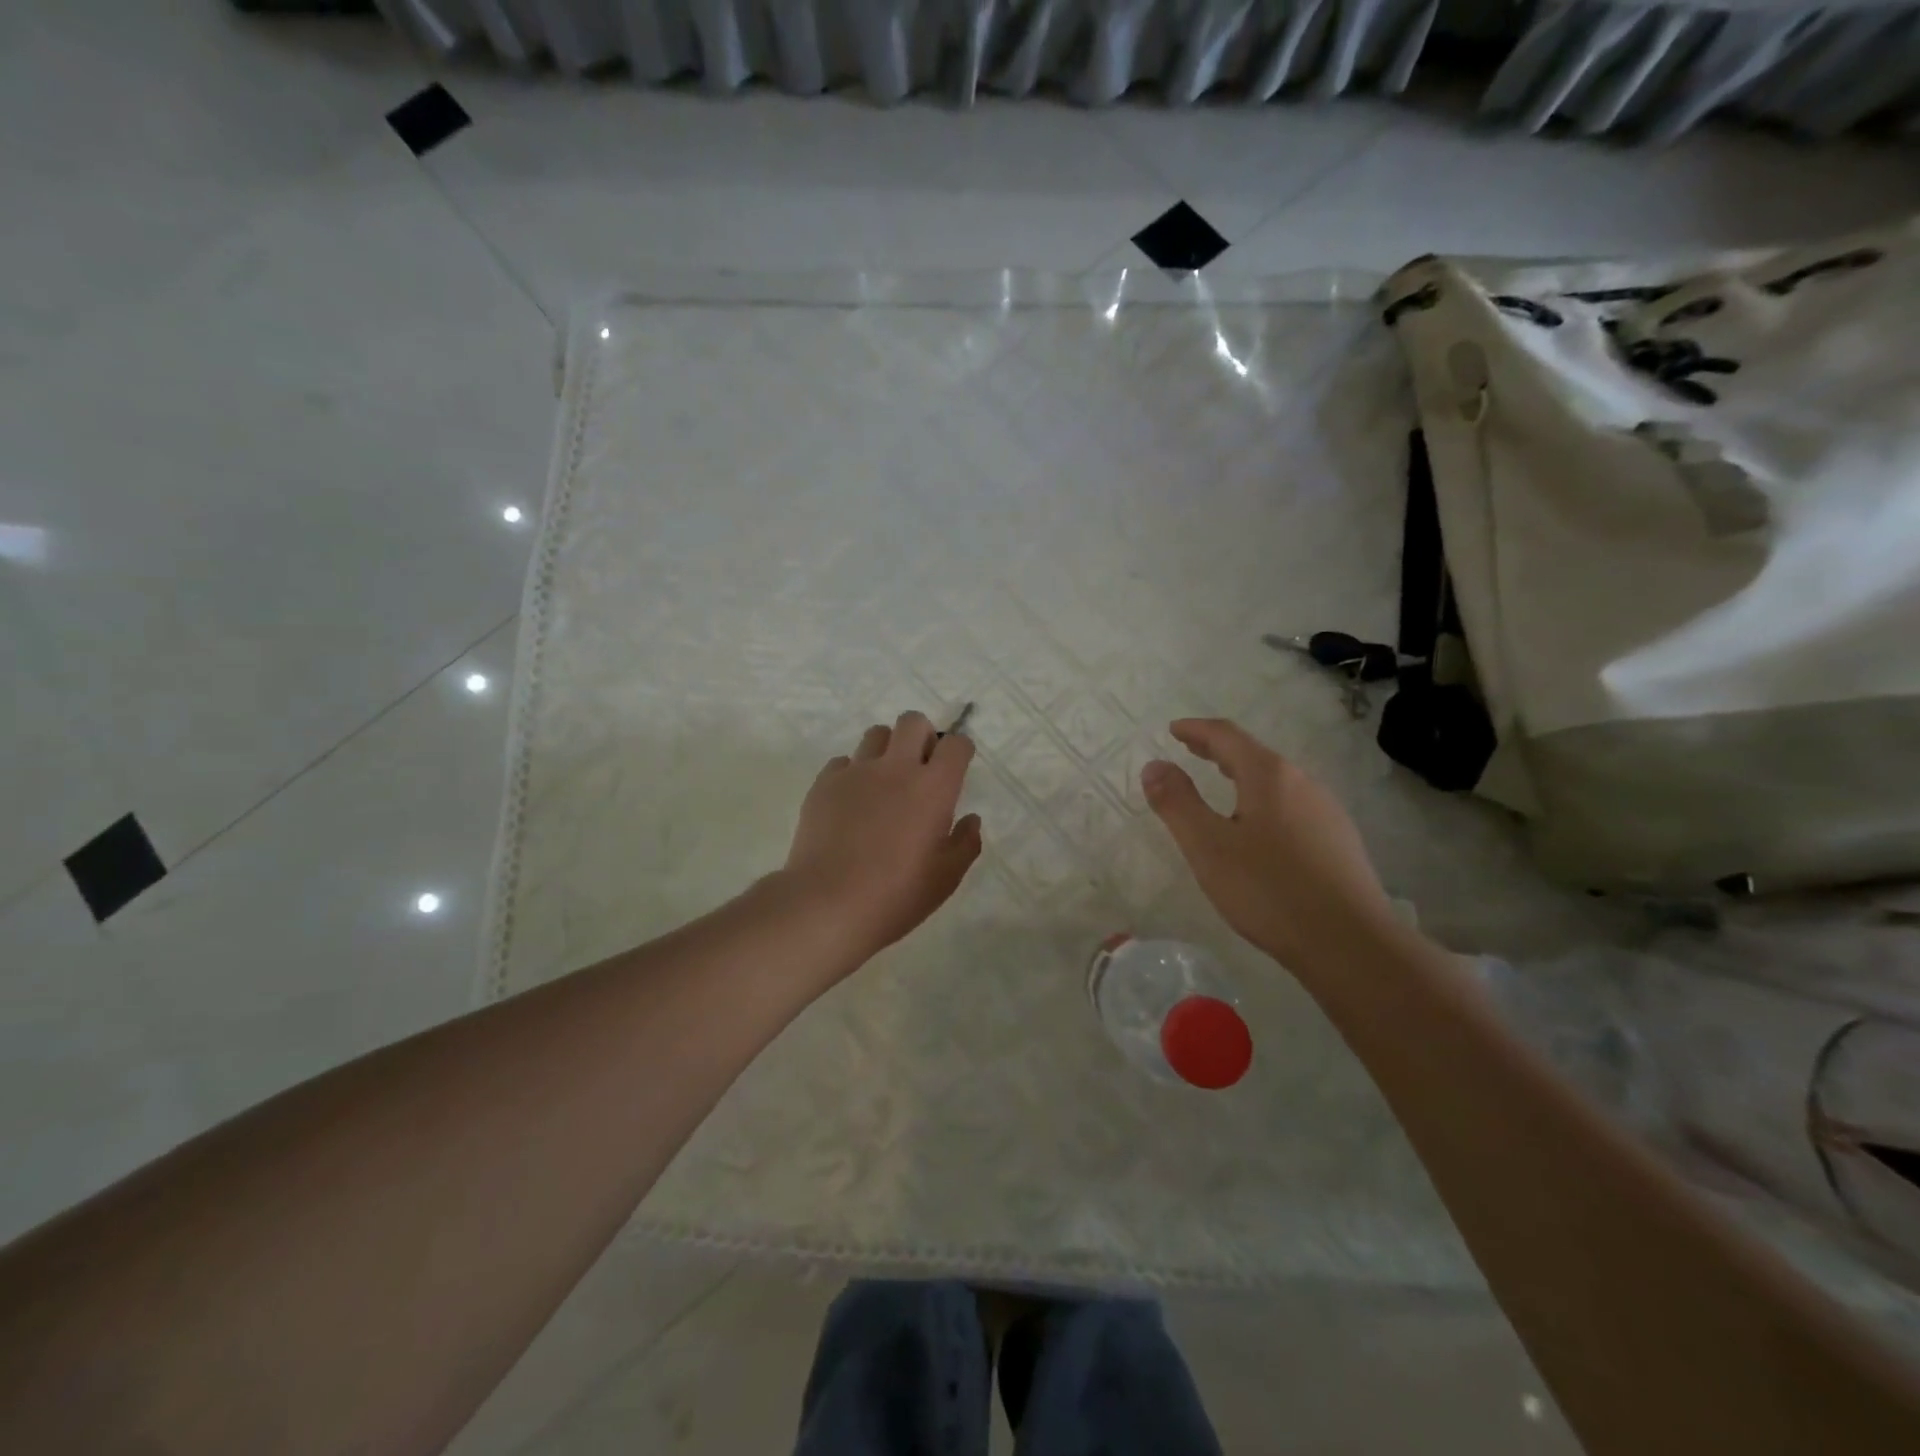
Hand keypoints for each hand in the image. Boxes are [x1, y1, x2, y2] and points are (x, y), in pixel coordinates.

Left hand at [782, 711, 982, 962]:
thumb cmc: (897, 894)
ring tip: (884, 782)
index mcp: (934, 788)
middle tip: (920, 768)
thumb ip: (965, 843)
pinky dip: (852, 773)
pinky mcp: (824, 783)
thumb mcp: (946, 878)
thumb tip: (970, 819)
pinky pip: (843, 762)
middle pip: (913, 721)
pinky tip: (851, 802)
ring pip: (876, 734)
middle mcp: (897, 768)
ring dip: (887, 749)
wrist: (828, 904)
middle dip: (922, 735)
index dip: (959, 751)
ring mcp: (856, 772)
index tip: (956, 769)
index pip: (956, 744)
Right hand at [1142, 718, 1396, 972]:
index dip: (1196, 730)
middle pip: (1254, 755)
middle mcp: (1303, 784)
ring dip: (1243, 776)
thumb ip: (1177, 803)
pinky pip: (1292, 806)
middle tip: (1190, 749)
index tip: (1173, 730)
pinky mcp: (1338, 842)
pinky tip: (1259, 829)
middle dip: (1218, 750)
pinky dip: (1264, 801)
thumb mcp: (1208, 847)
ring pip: (1276, 782)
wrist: (1350, 944)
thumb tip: (1154, 765)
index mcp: (1269, 776)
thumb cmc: (1269, 890)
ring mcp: (1326, 812)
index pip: (1227, 736)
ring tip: (1221, 786)